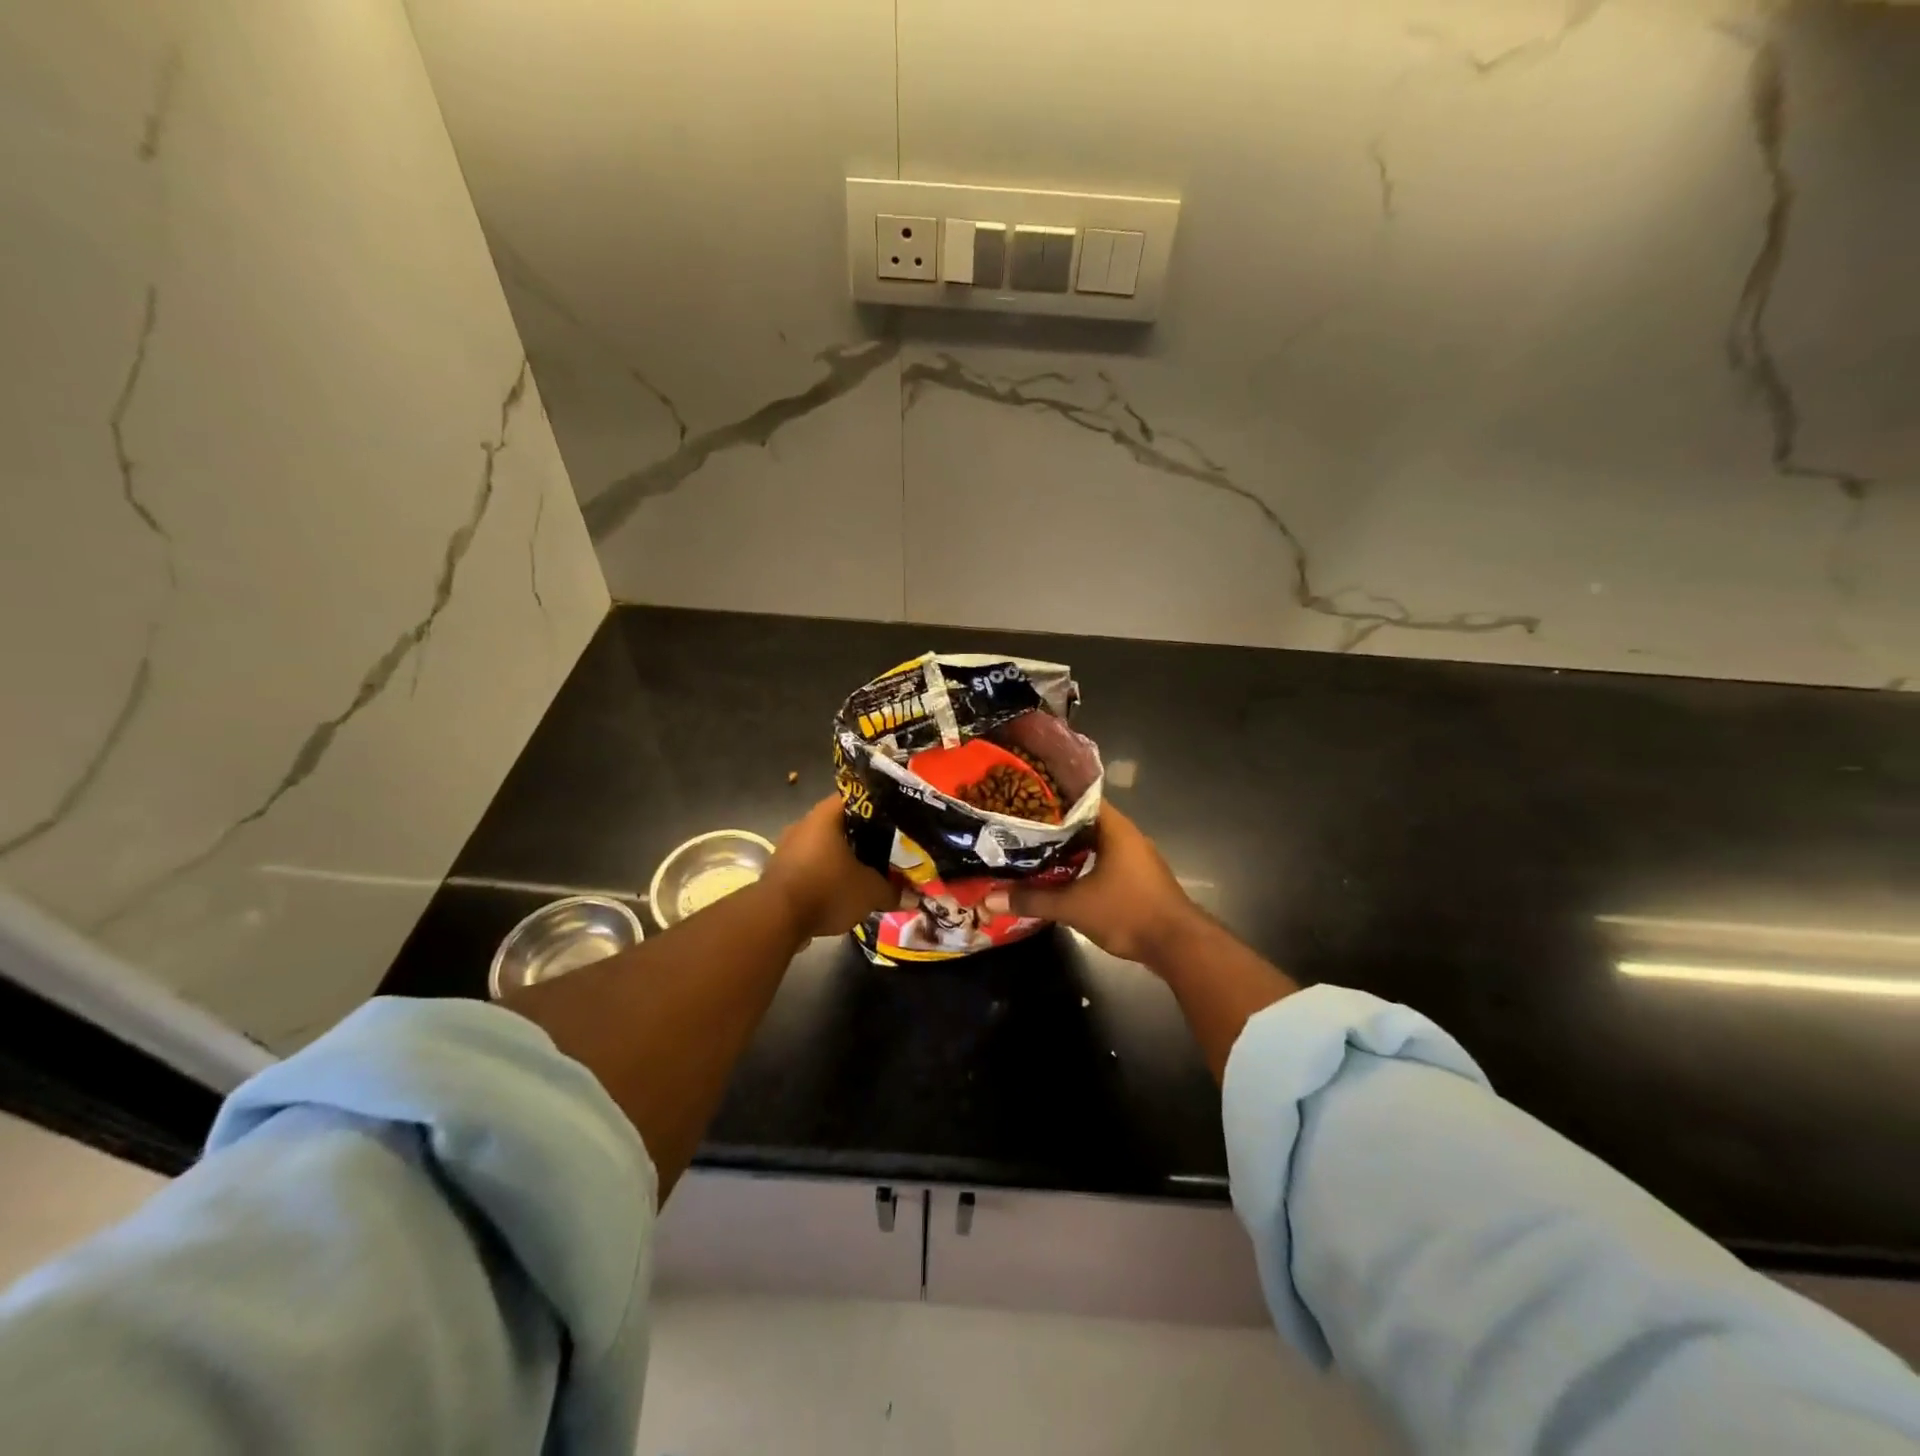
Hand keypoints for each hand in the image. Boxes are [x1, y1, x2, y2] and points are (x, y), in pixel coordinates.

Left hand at [760, 796, 893, 942]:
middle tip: (883, 849)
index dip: (876, 806)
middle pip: (838, 823)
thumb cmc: (826, 889)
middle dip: (860, 836)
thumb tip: (912, 898)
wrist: (775, 919)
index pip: (855, 797)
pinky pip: (808, 865)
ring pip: (821, 846)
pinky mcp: (777, 871)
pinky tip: (837, 890)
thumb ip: (892, 892)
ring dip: (839, 857)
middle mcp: (803, 824)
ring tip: (863, 871)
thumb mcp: (870, 892)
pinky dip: (823, 874)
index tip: (893, 819)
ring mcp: (787, 847)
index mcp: (826, 815)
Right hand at [999, 802, 1205, 967]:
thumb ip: (1033, 900)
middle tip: (1018, 825)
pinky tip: (1061, 874)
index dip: (1050, 795)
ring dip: (1068, 846)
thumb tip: (989, 900)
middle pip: (1084, 820)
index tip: (1021, 798)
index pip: (1078, 796)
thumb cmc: (1128, 912)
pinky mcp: (1137, 878)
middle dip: (1053, 823)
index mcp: (1114, 828)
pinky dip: (1083, 863)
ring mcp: (1135, 857)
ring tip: (1032, 848)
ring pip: (1094, 842)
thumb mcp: (1074, 907)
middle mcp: (1127, 835)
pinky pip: (1104, 860)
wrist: (1178, 946)